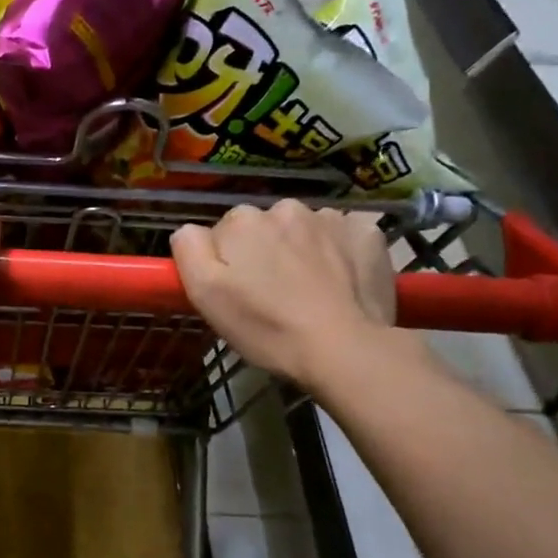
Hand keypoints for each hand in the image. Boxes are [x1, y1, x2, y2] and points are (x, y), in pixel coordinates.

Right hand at [171, 201, 399, 384]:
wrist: (343, 349)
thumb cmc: (266, 326)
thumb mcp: (206, 295)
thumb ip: (189, 250)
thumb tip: (190, 230)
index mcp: (242, 221)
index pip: (224, 233)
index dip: (228, 263)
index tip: (239, 292)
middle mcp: (285, 208)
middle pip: (266, 228)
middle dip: (266, 252)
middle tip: (274, 295)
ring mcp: (331, 217)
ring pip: (305, 230)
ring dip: (302, 250)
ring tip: (310, 291)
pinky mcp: (368, 232)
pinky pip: (344, 234)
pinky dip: (341, 251)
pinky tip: (342, 281)